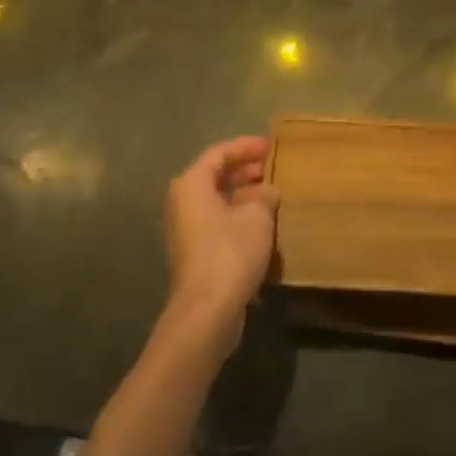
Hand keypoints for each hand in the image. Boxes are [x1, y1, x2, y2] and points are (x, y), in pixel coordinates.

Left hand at [162, 136, 280, 355]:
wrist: (207, 310)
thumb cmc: (230, 252)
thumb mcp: (257, 216)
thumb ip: (264, 195)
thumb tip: (268, 190)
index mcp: (191, 185)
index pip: (219, 153)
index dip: (245, 147)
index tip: (271, 145)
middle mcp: (182, 203)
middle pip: (214, 176)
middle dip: (244, 169)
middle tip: (272, 166)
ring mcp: (186, 230)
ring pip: (217, 200)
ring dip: (243, 194)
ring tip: (272, 191)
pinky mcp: (195, 253)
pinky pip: (218, 221)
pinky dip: (238, 214)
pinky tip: (262, 222)